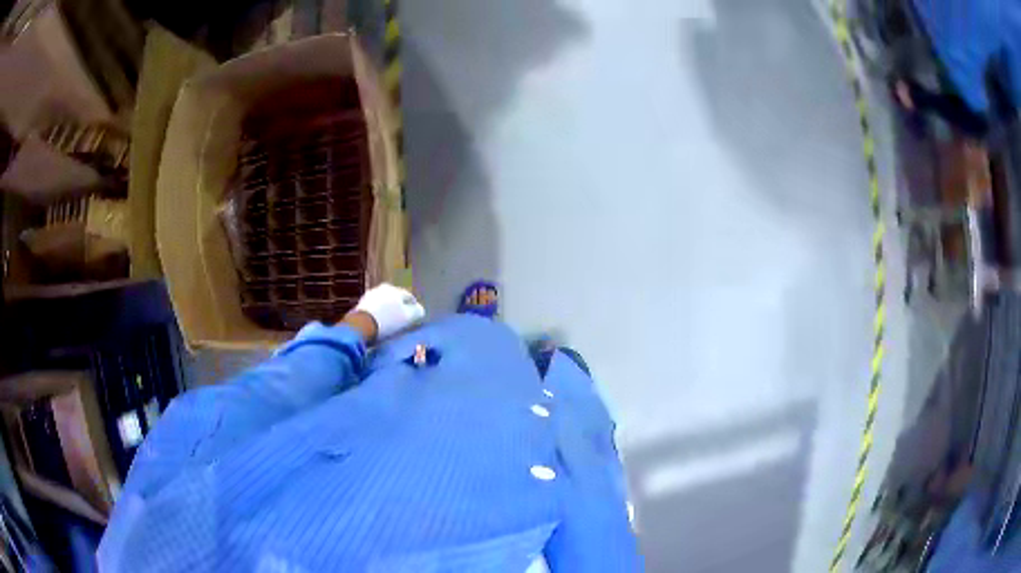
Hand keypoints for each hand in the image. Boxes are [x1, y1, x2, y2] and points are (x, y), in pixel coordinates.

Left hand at [351, 283, 424, 339]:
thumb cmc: (387, 321)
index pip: (410, 297)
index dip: (414, 308)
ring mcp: (370, 295)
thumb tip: (420, 310)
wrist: (361, 326)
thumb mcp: (407, 318)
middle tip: (403, 320)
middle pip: (396, 299)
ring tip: (390, 323)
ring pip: (384, 303)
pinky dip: (378, 314)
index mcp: (395, 289)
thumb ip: (417, 312)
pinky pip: (374, 309)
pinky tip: (379, 323)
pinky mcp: (361, 304)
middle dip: (400, 308)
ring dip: (388, 310)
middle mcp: (383, 288)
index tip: (415, 318)